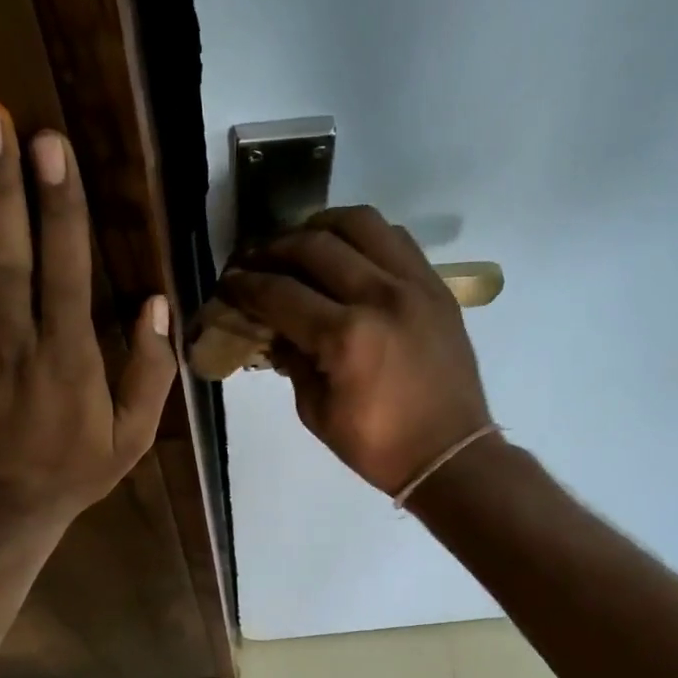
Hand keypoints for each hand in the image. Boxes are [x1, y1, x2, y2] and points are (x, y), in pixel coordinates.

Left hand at [0, 101, 175, 524]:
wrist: (1, 508)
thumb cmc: (75, 467)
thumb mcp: (133, 435)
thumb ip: (151, 372)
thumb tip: (157, 303)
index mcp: (69, 362)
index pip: (65, 273)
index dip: (58, 208)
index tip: (50, 147)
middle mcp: (14, 347)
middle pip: (4, 258)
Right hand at [218, 206, 492, 494]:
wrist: (450, 453)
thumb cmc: (378, 446)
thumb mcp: (318, 413)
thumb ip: (293, 362)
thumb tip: (275, 329)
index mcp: (345, 338)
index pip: (281, 293)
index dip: (245, 286)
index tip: (227, 283)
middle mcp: (380, 297)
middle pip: (313, 246)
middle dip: (273, 249)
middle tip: (253, 261)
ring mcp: (414, 285)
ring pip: (359, 223)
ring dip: (319, 227)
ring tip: (300, 244)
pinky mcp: (436, 286)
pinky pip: (395, 238)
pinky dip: (363, 237)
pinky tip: (346, 254)